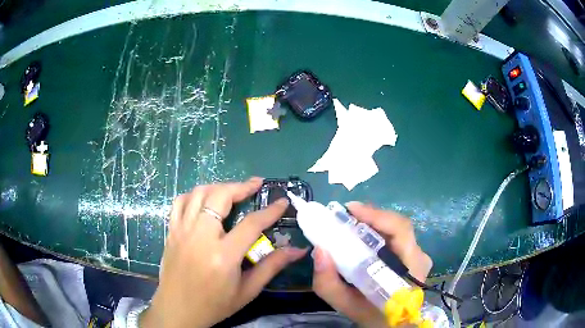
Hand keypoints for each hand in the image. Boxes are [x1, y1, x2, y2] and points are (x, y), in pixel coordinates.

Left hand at [140, 177, 306, 327]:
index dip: (271, 210)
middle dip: (241, 186)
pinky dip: (194, 195)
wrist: (178, 310)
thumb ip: (272, 266)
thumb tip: (298, 250)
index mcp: (223, 255)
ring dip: (218, 187)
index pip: (251, 224)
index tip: (282, 201)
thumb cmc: (215, 304)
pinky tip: (204, 200)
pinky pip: (180, 202)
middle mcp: (200, 237)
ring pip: (198, 194)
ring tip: (232, 191)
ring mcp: (182, 231)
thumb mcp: (248, 290)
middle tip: (255, 185)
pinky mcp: (171, 232)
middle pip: (220, 196)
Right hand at [312, 202, 431, 327]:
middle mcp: (419, 256)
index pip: (400, 230)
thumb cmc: (373, 316)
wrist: (392, 324)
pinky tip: (361, 235)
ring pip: (396, 230)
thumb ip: (328, 284)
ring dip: (373, 223)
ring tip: (349, 224)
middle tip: (344, 216)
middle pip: (398, 226)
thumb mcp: (347, 305)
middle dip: (370, 217)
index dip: (376, 215)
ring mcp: (418, 256)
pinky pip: (396, 237)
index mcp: (411, 268)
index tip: (350, 210)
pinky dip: (377, 232)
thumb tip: (319, 250)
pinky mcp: (414, 256)